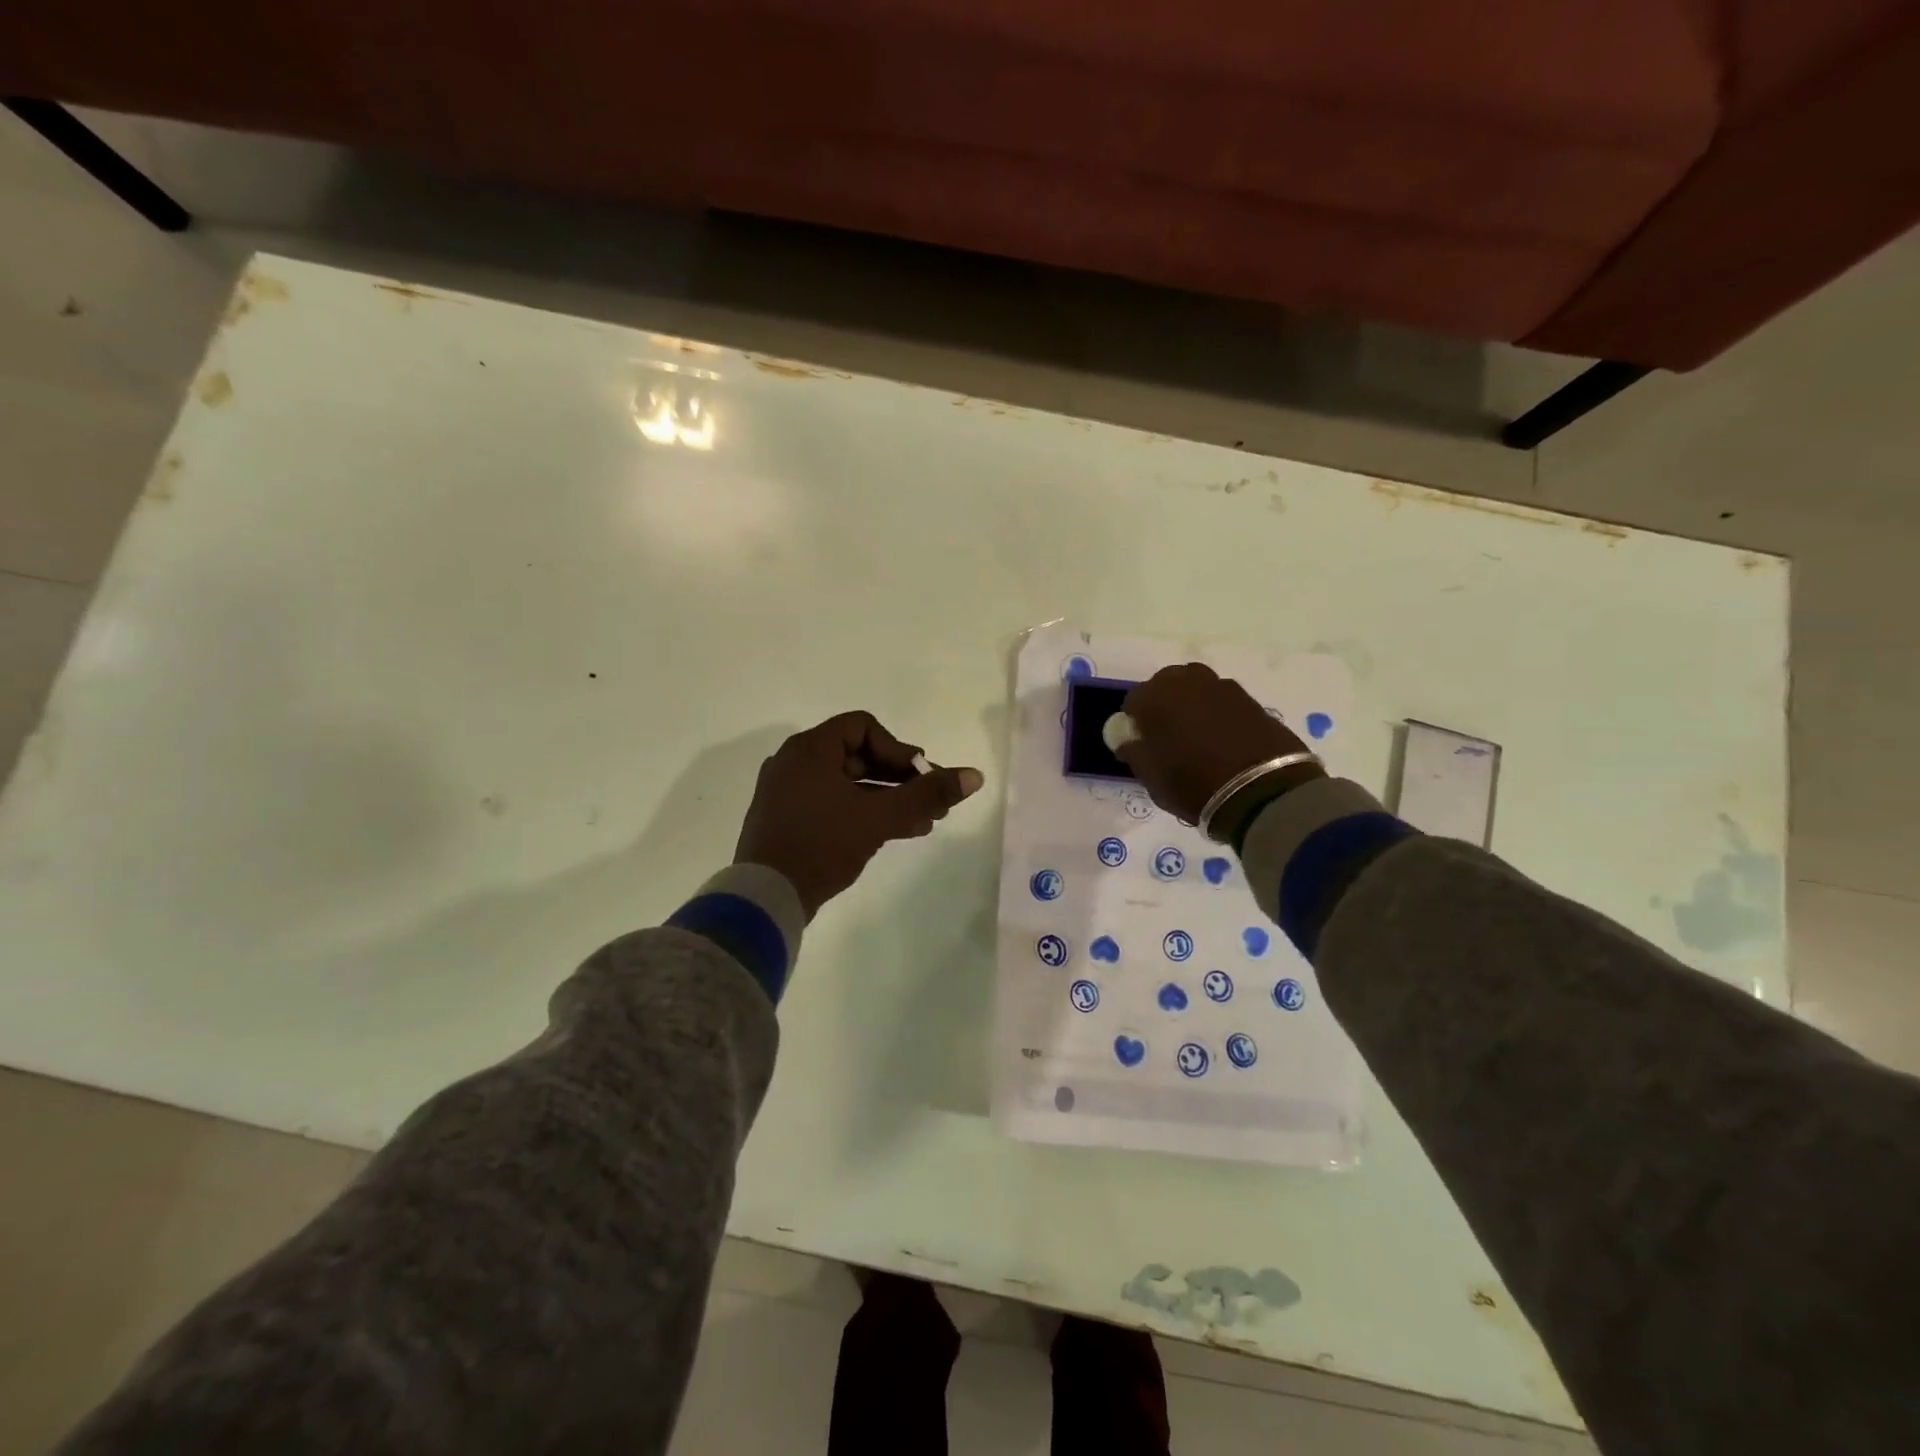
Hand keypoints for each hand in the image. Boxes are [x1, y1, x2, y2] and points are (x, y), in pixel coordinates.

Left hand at [734, 711, 984, 917]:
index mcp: (809, 749)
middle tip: (931, 800)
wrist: (765, 898)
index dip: (898, 749)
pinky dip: (864, 813)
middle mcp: (795, 763)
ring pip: (849, 785)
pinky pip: (833, 804)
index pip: (863, 727)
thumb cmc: (822, 844)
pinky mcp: (789, 820)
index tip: (920, 777)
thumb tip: (974, 776)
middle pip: (858, 756)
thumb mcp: (879, 817)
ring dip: (888, 799)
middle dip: (901, 778)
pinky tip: (897, 833)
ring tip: (924, 822)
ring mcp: (788, 793)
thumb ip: (927, 793)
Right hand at [1116, 664, 1314, 824]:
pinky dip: (1218, 714)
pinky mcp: (1252, 701)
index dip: (1134, 723)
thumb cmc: (1193, 783)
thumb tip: (1126, 737)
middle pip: (1167, 684)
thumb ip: (1132, 750)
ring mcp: (1224, 688)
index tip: (1140, 744)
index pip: (1133, 700)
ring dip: (1192, 705)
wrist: (1262, 791)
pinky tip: (1222, 739)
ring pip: (1198, 688)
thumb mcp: (1150, 776)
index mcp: (1157, 696)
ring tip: (1196, 736)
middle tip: (1167, 736)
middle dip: (1163, 704)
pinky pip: (1224, 702)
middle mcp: (1189, 682)